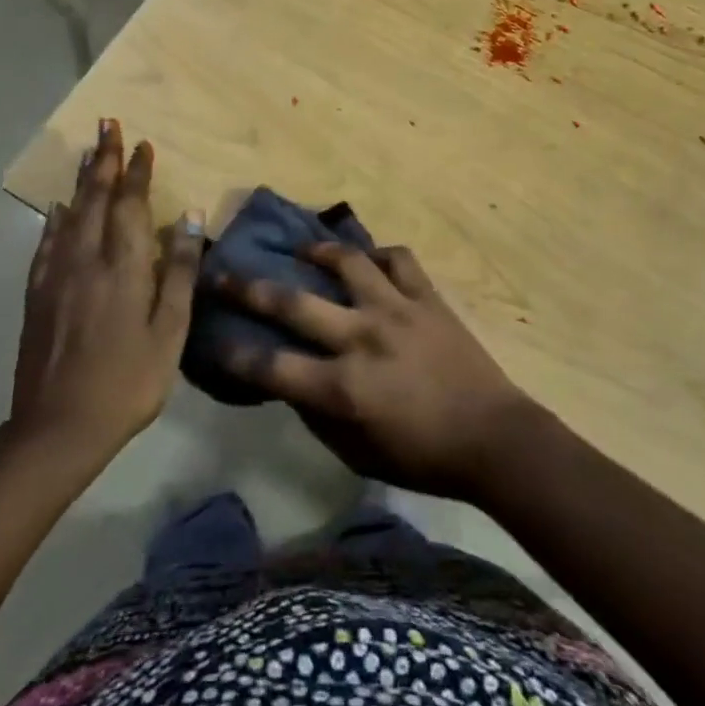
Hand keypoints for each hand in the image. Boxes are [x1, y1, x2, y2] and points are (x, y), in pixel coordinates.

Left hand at [8, 120, 201, 461]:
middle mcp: (86, 258)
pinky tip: (58, 207)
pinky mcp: (37, 294)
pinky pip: (47, 242)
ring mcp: (57, 275)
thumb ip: (180, 271)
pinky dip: (56, 218)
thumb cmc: (128, 381)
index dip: (137, 171)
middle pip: (96, 197)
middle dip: (105, 159)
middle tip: (108, 124)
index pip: (131, 203)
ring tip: (88, 152)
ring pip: (71, 213)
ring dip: (83, 180)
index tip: (143, 144)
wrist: (58, 428)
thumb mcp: (170, 331)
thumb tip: (189, 216)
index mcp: (123, 265)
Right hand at [217, 241, 538, 498]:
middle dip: (249, 288)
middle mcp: (361, 338)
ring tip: (302, 249)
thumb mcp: (358, 453)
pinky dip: (379, 255)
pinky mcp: (426, 296)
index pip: (271, 366)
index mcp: (342, 387)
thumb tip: (290, 382)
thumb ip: (318, 416)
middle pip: (293, 304)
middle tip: (224, 272)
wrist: (492, 436)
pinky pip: (397, 259)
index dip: (234, 353)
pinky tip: (368, 260)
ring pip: (347, 262)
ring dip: (317, 251)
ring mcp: (396, 309)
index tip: (212, 338)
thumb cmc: (422, 456)